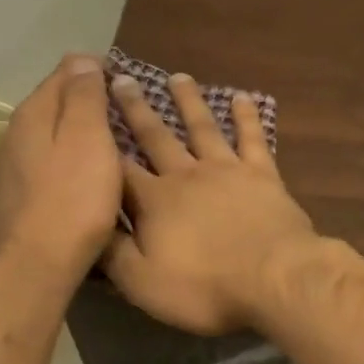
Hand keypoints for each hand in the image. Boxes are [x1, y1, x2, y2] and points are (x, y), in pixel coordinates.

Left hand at [0, 54, 121, 276]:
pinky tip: (87, 174)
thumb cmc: (73, 198)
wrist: (37, 264)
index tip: (129, 85)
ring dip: (79, 130)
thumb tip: (82, 59)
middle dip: (88, 99)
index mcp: (34, 112)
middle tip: (125, 113)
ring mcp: (13, 164)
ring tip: (112, 142)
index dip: (98, 71)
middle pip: (56, 101)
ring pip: (52, 132)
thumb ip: (85, 95)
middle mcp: (16, 131)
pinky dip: (70, 157)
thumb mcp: (88, 138)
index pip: (67, 71)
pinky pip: (50, 160)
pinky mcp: (18, 193)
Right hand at [103, 71, 317, 333]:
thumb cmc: (205, 286)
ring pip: (202, 127)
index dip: (102, 146)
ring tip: (177, 76)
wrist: (275, 277)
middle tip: (121, 78)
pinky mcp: (262, 174)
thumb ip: (112, 252)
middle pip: (156, 136)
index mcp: (155, 201)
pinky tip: (241, 97)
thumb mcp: (143, 283)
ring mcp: (227, 170)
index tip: (89, 117)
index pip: (120, 170)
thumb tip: (87, 224)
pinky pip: (252, 138)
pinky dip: (246, 117)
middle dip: (136, 109)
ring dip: (188, 101)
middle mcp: (186, 175)